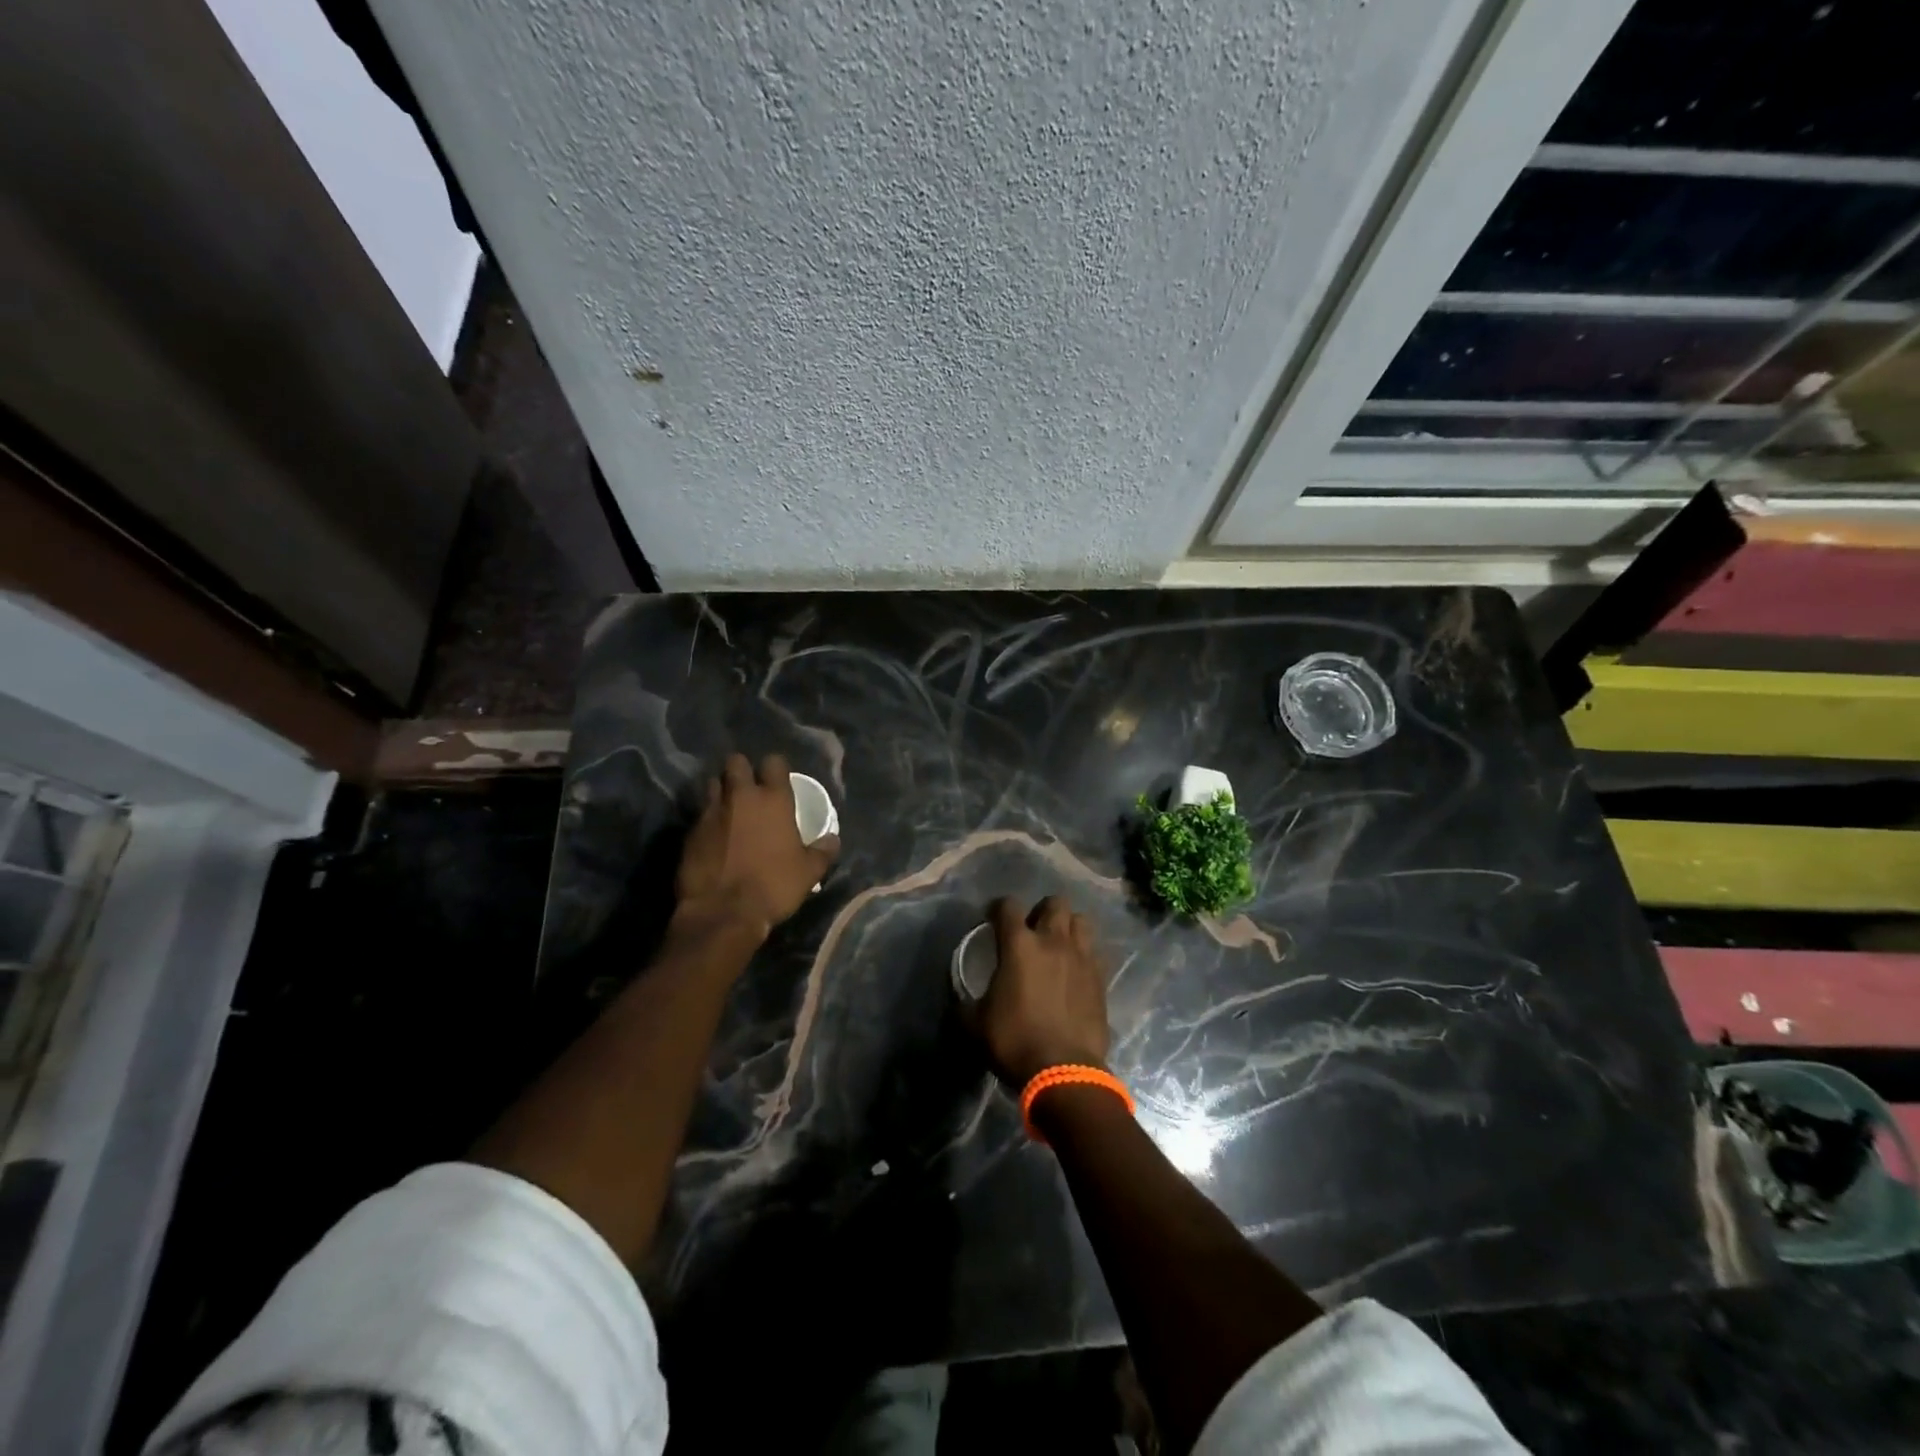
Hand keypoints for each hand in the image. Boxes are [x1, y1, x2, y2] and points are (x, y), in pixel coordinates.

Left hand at [675, 753, 838, 942]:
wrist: (722, 913)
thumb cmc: (773, 887)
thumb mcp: (809, 872)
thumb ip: (822, 851)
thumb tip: (832, 840)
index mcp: (773, 800)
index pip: (774, 762)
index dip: (776, 768)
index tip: (778, 780)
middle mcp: (740, 797)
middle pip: (736, 762)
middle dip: (742, 770)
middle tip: (749, 788)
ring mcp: (711, 812)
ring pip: (713, 783)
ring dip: (721, 791)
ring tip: (729, 808)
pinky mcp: (689, 832)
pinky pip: (700, 814)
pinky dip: (707, 820)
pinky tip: (713, 836)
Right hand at [978, 896, 1111, 1086]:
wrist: (1064, 1071)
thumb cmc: (1014, 1042)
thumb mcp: (974, 1024)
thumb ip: (966, 1002)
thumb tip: (960, 998)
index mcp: (1019, 945)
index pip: (1008, 905)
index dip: (998, 908)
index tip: (993, 919)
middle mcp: (1053, 941)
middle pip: (1055, 902)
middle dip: (1042, 911)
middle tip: (1032, 931)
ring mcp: (1081, 957)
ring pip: (1081, 921)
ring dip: (1068, 927)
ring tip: (1058, 946)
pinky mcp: (1101, 978)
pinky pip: (1095, 951)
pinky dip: (1084, 954)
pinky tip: (1075, 971)